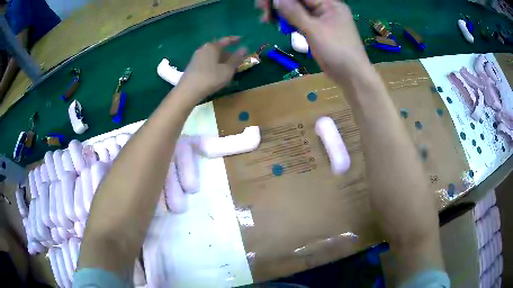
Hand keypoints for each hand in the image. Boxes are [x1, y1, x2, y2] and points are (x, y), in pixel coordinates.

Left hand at [178, 36, 246, 98]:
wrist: (188, 90)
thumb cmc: (210, 78)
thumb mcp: (227, 69)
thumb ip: (236, 59)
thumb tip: (244, 49)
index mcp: (212, 47)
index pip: (226, 40)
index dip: (235, 40)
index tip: (242, 39)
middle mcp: (203, 49)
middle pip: (219, 49)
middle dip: (229, 54)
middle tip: (237, 60)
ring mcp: (197, 57)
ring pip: (213, 56)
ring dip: (222, 61)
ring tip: (229, 69)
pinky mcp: (193, 66)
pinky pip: (207, 62)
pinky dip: (215, 65)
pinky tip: (218, 73)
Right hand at [256, 0, 373, 83]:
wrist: (352, 76)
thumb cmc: (337, 52)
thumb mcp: (314, 30)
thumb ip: (294, 13)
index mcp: (330, 4)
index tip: (264, 4)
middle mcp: (325, 8)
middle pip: (298, 0)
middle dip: (279, 3)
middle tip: (262, 11)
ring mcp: (322, 19)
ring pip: (297, 10)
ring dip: (281, 13)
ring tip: (266, 19)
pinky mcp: (317, 29)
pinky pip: (300, 20)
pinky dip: (288, 21)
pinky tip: (277, 24)